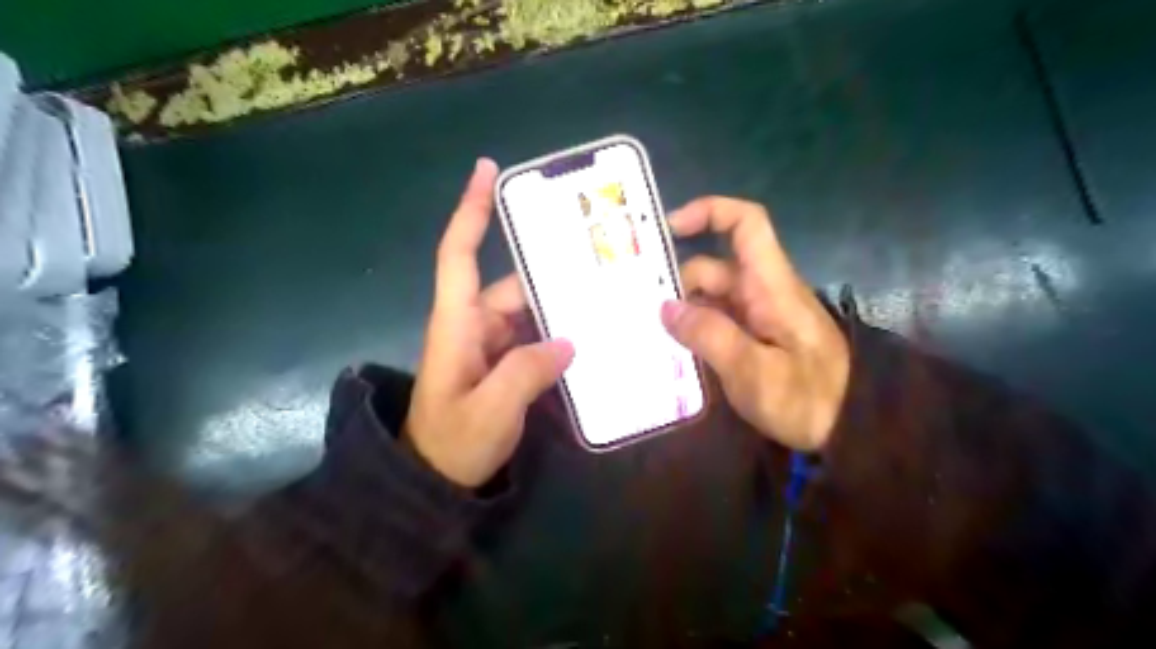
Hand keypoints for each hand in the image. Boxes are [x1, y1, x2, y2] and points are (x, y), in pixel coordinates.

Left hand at [402, 160, 575, 486]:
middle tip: (601, 266)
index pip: (458, 254)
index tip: (488, 170)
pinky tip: (591, 341)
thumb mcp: (490, 412)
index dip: (471, 210)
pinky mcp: (503, 364)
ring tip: (606, 305)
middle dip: (552, 277)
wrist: (435, 482)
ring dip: (561, 310)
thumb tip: (567, 341)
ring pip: (529, 313)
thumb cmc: (452, 445)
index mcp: (457, 324)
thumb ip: (527, 372)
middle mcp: (473, 325)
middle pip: (513, 286)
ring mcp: (490, 345)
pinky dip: (558, 337)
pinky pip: (534, 339)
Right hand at [660, 197, 846, 449]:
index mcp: (769, 286)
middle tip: (637, 310)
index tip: (668, 227)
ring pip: (710, 299)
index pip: (745, 224)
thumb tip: (665, 307)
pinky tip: (671, 352)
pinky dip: (694, 331)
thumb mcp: (754, 371)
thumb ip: (708, 336)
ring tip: (647, 335)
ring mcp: (757, 317)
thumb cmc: (808, 399)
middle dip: (676, 283)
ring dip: (682, 312)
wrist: (851, 430)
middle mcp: (761, 292)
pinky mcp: (754, 339)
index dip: (709, 212)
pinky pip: (717, 323)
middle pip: (713, 268)